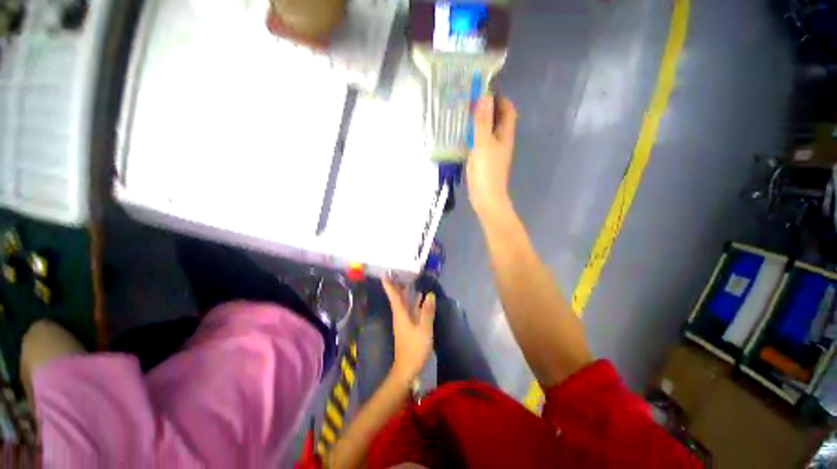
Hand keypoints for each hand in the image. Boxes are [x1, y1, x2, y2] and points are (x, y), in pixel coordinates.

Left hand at [382, 280, 435, 382]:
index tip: (385, 274)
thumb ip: (427, 311)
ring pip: (403, 303)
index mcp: (400, 313)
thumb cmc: (414, 347)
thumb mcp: (424, 328)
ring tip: (411, 281)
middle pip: (397, 297)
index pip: (394, 296)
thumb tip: (430, 295)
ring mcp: (403, 321)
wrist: (407, 368)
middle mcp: (400, 315)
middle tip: (400, 272)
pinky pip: (409, 309)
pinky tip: (420, 298)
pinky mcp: (408, 326)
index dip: (389, 285)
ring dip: (406, 292)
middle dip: (397, 285)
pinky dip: (413, 302)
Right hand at [467, 95, 517, 219]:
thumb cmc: (486, 171)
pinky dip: (472, 135)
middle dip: (486, 108)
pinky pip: (479, 142)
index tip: (483, 90)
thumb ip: (482, 122)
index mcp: (505, 134)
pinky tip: (461, 135)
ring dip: (478, 122)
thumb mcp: (483, 144)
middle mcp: (501, 140)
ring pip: (487, 130)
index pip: (507, 109)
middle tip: (468, 101)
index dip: (498, 98)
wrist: (486, 198)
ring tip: (463, 115)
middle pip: (497, 119)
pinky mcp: (484, 160)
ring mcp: (492, 151)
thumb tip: (485, 96)